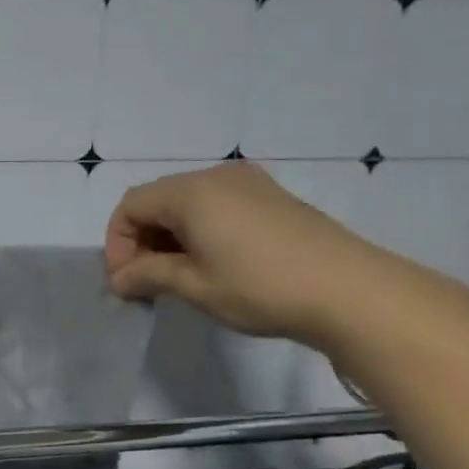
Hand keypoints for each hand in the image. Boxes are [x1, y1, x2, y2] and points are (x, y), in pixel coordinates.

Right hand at [103, 161, 414, 346]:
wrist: (350, 291)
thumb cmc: (260, 287)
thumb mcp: (193, 285)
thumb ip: (147, 275)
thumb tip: (120, 279)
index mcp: (191, 192)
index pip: (131, 206)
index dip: (118, 244)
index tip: (125, 282)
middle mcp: (217, 177)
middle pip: (157, 200)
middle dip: (141, 240)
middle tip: (145, 282)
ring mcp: (249, 184)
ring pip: (187, 204)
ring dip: (169, 237)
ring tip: (176, 277)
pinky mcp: (272, 198)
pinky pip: (216, 206)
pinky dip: (198, 231)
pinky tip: (210, 264)